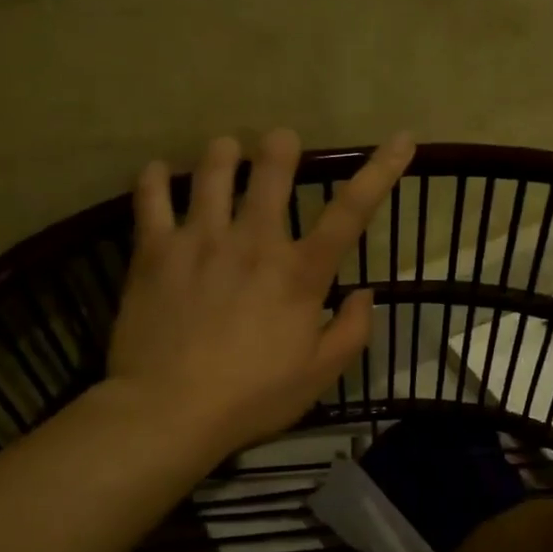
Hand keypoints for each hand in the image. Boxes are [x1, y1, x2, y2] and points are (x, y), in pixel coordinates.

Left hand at [106, 129, 414, 457]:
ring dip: (223, 153)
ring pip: (213, 172)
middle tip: (279, 142)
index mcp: (299, 274)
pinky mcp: (155, 251)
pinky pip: (151, 198)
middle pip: (272, 171)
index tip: (401, 139)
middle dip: (280, 147)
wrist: (169, 412)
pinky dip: (155, 179)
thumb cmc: (251, 399)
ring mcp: (200, 241)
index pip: (351, 211)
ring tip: (226, 149)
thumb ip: (352, 332)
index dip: (381, 170)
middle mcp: (253, 242)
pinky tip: (159, 172)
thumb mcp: (319, 377)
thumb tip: (366, 293)